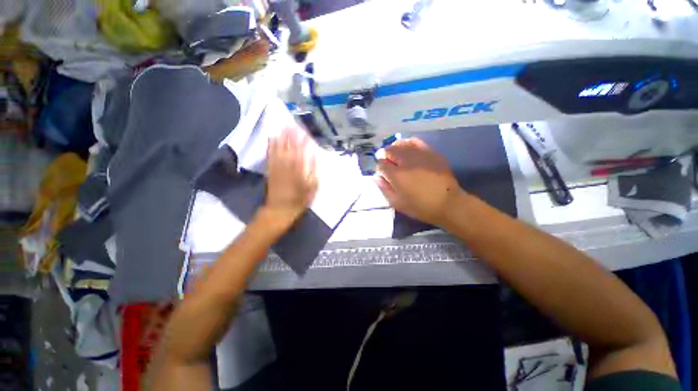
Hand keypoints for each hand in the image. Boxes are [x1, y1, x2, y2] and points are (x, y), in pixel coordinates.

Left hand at [263, 126, 317, 228]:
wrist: (280, 210)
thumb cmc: (299, 200)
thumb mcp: (312, 188)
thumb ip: (313, 170)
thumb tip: (314, 155)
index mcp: (298, 169)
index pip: (301, 151)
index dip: (302, 140)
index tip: (304, 131)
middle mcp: (287, 165)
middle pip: (289, 147)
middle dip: (290, 135)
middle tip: (292, 123)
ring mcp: (277, 166)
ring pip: (279, 148)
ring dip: (281, 137)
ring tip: (283, 126)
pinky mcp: (270, 170)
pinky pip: (270, 155)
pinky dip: (271, 146)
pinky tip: (272, 138)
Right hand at [375, 138, 462, 226]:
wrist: (448, 203)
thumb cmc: (420, 206)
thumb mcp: (397, 203)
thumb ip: (384, 188)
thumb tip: (376, 176)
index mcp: (397, 175)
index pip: (381, 164)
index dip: (379, 168)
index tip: (382, 174)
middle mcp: (406, 161)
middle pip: (389, 151)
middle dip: (385, 156)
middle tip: (387, 164)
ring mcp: (419, 154)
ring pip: (400, 144)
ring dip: (394, 149)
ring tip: (395, 156)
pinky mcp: (430, 152)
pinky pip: (415, 142)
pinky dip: (407, 143)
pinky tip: (407, 149)